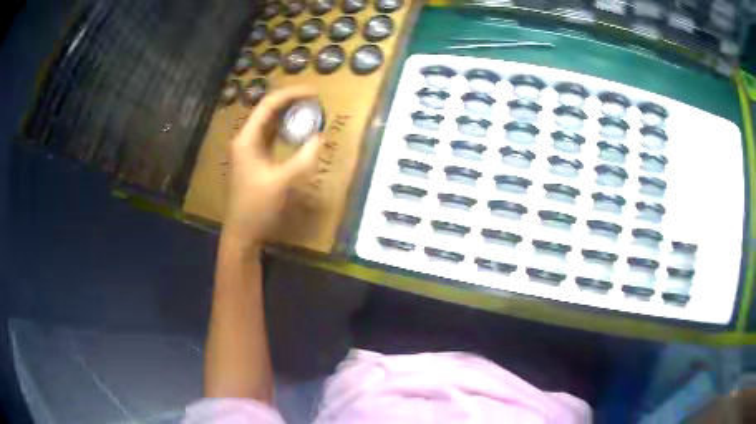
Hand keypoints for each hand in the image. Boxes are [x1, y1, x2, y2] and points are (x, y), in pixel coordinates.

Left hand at [222, 86, 322, 250]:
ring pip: (269, 123)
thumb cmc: (257, 207)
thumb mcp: (282, 182)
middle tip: (315, 100)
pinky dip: (286, 130)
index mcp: (247, 139)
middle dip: (291, 102)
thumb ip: (303, 158)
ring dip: (288, 115)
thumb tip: (320, 137)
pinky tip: (299, 130)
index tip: (314, 93)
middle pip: (268, 111)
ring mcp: (249, 150)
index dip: (291, 94)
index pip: (268, 105)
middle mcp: (246, 139)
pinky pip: (271, 137)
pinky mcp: (255, 160)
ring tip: (310, 110)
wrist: (242, 233)